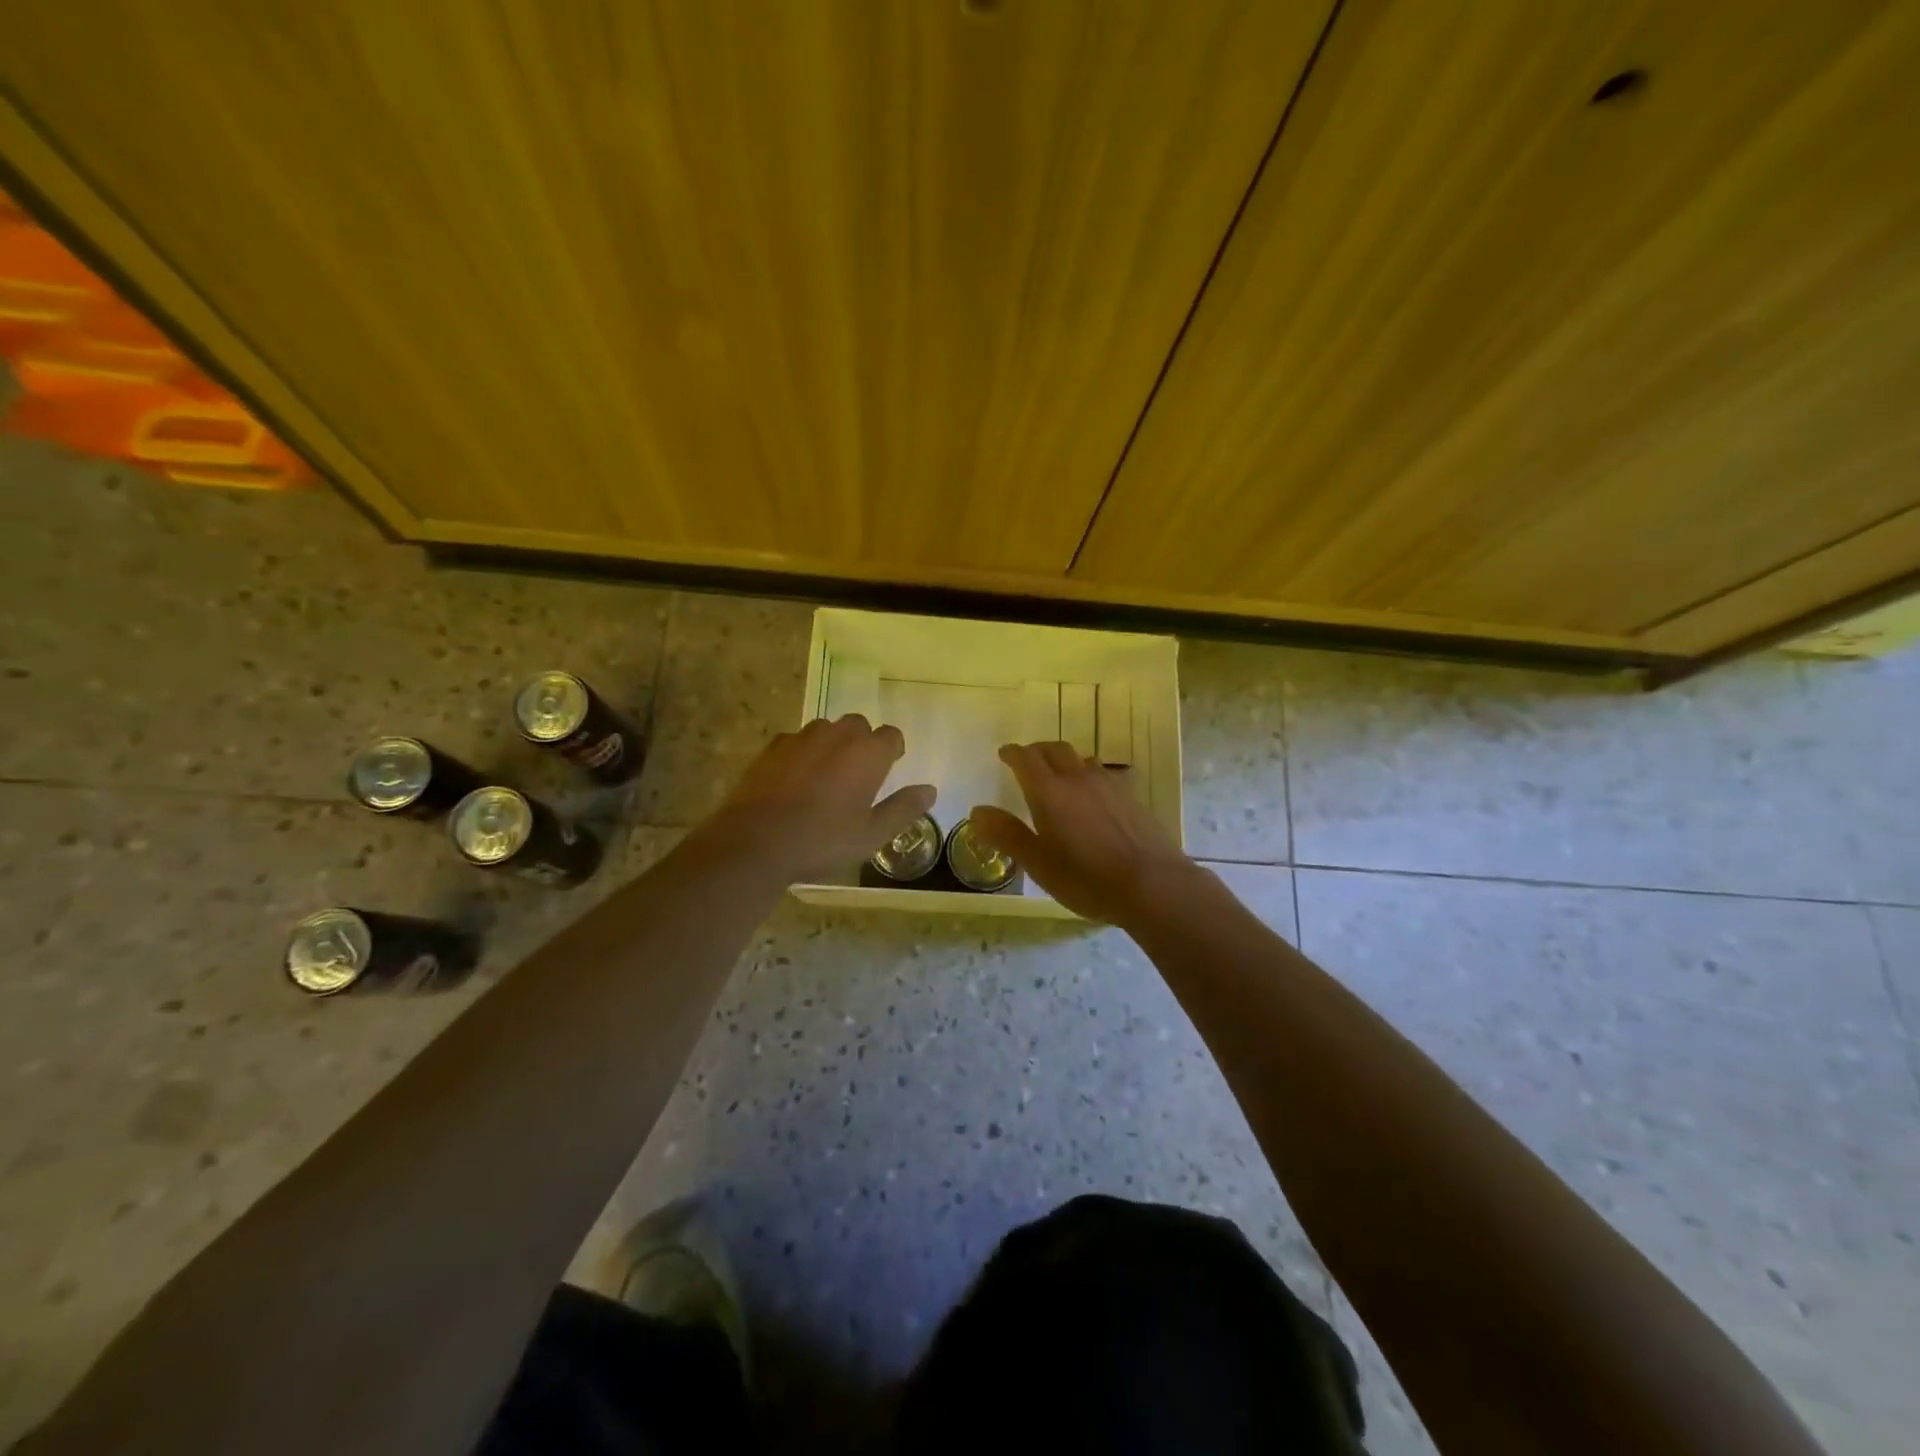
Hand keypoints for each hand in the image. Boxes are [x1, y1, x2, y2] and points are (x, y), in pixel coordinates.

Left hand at [704, 715, 936, 883]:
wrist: (756, 842)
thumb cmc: (822, 840)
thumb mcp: (872, 834)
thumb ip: (904, 808)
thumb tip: (930, 790)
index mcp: (867, 753)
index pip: (891, 735)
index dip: (893, 750)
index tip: (890, 767)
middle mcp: (837, 736)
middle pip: (858, 725)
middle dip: (863, 742)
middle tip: (859, 773)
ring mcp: (801, 738)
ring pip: (826, 729)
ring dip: (833, 744)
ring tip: (827, 775)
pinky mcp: (772, 747)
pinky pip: (796, 740)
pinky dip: (803, 752)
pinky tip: (796, 779)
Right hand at [969, 742, 1196, 925]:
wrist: (1152, 884)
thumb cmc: (1087, 879)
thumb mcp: (1039, 863)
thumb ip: (1007, 834)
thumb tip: (977, 811)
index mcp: (1049, 792)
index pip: (1026, 759)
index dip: (1013, 753)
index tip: (1004, 754)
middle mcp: (1078, 779)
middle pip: (1055, 750)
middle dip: (1037, 751)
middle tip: (1027, 761)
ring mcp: (1109, 785)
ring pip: (1082, 759)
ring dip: (1065, 761)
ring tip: (1059, 776)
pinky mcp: (1131, 797)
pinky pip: (1103, 775)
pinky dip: (1088, 775)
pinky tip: (1093, 796)